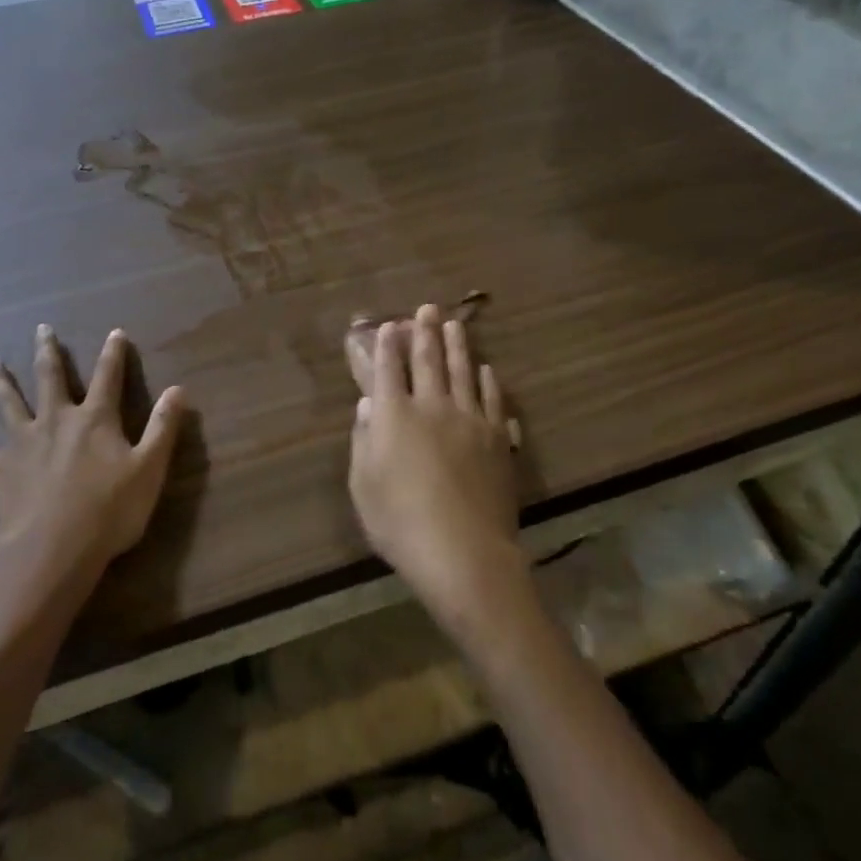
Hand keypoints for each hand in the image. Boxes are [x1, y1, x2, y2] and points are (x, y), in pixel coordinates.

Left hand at [0, 325, 185, 572]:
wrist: (53, 549)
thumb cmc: (109, 510)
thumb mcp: (150, 469)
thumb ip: (164, 427)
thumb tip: (179, 389)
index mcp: (95, 419)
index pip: (108, 377)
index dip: (114, 354)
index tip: (115, 332)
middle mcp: (56, 420)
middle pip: (51, 378)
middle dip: (49, 352)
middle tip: (42, 329)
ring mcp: (22, 442)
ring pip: (10, 403)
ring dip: (1, 381)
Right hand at [345, 305, 524, 628]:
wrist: (464, 552)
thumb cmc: (400, 523)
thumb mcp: (363, 485)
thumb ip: (363, 440)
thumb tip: (367, 406)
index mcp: (394, 416)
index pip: (388, 370)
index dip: (387, 346)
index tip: (389, 325)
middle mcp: (432, 407)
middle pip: (428, 361)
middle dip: (423, 332)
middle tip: (426, 308)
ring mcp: (469, 420)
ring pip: (462, 372)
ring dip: (458, 346)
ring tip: (455, 324)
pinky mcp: (497, 438)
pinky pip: (492, 400)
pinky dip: (488, 382)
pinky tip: (487, 370)